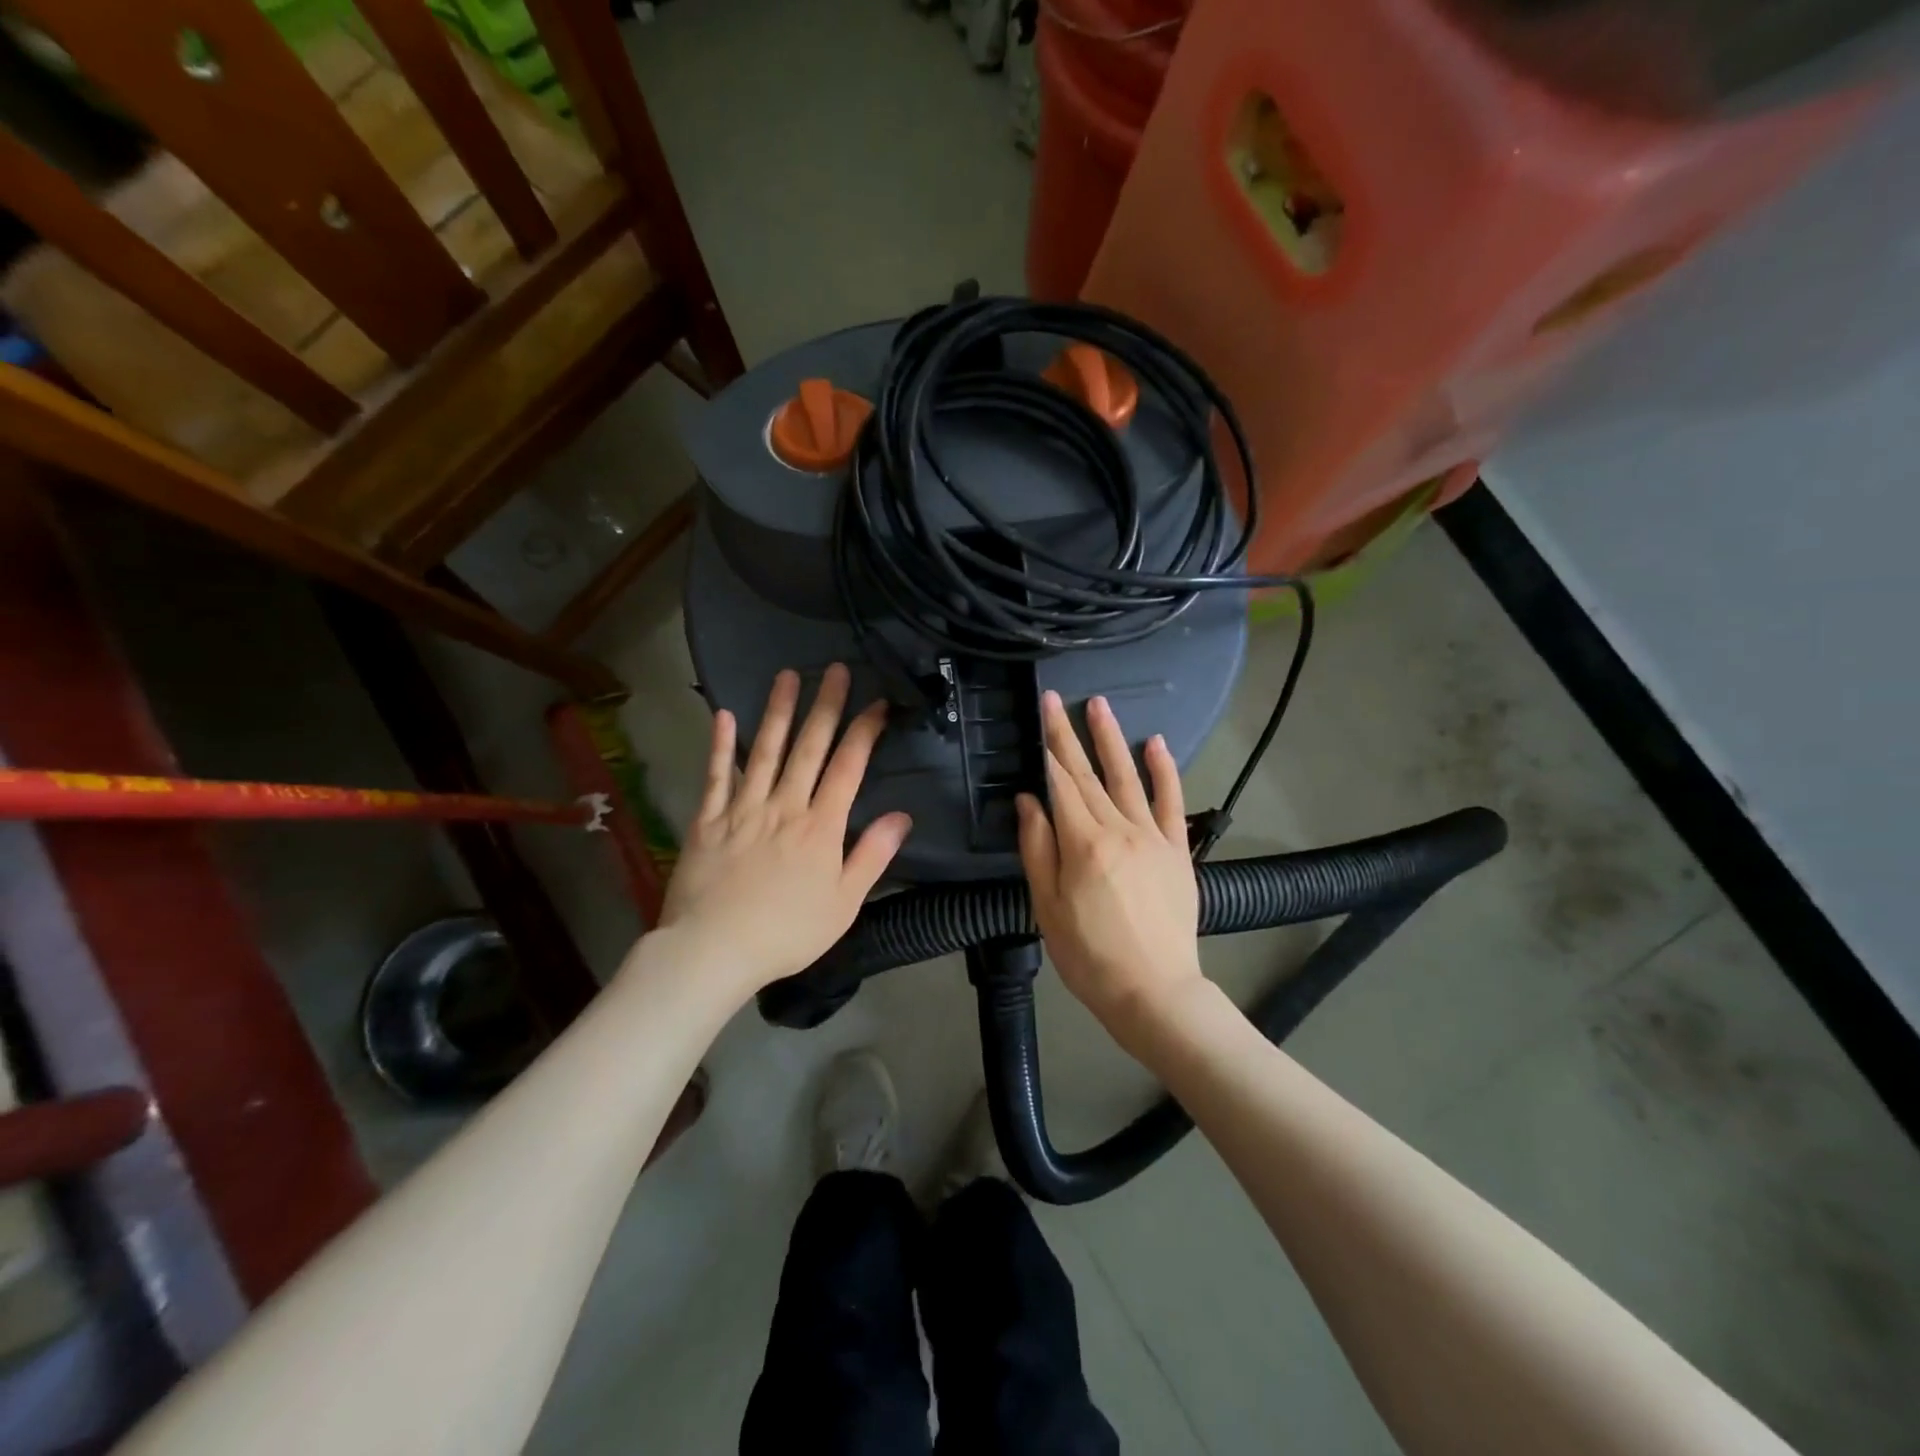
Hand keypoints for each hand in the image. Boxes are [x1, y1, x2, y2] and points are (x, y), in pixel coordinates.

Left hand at [654, 665, 911, 996]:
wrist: (714, 951)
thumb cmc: (787, 933)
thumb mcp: (844, 903)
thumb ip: (872, 855)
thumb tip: (902, 815)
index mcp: (820, 827)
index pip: (848, 767)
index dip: (864, 732)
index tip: (877, 703)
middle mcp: (784, 806)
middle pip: (808, 748)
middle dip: (825, 706)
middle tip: (835, 669)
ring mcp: (742, 809)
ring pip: (764, 750)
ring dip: (778, 711)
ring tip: (788, 676)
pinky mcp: (707, 820)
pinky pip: (715, 776)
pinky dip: (720, 745)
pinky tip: (725, 715)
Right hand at [1017, 691, 1203, 1039]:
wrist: (1154, 991)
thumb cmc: (1089, 955)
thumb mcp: (1047, 907)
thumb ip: (1038, 848)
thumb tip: (1028, 800)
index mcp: (1083, 843)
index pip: (1060, 784)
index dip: (1047, 748)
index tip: (1039, 716)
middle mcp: (1119, 829)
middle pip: (1088, 775)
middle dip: (1068, 735)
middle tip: (1056, 700)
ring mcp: (1153, 837)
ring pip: (1128, 778)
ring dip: (1111, 739)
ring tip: (1098, 706)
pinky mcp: (1178, 850)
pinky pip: (1172, 802)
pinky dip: (1164, 770)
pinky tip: (1155, 743)